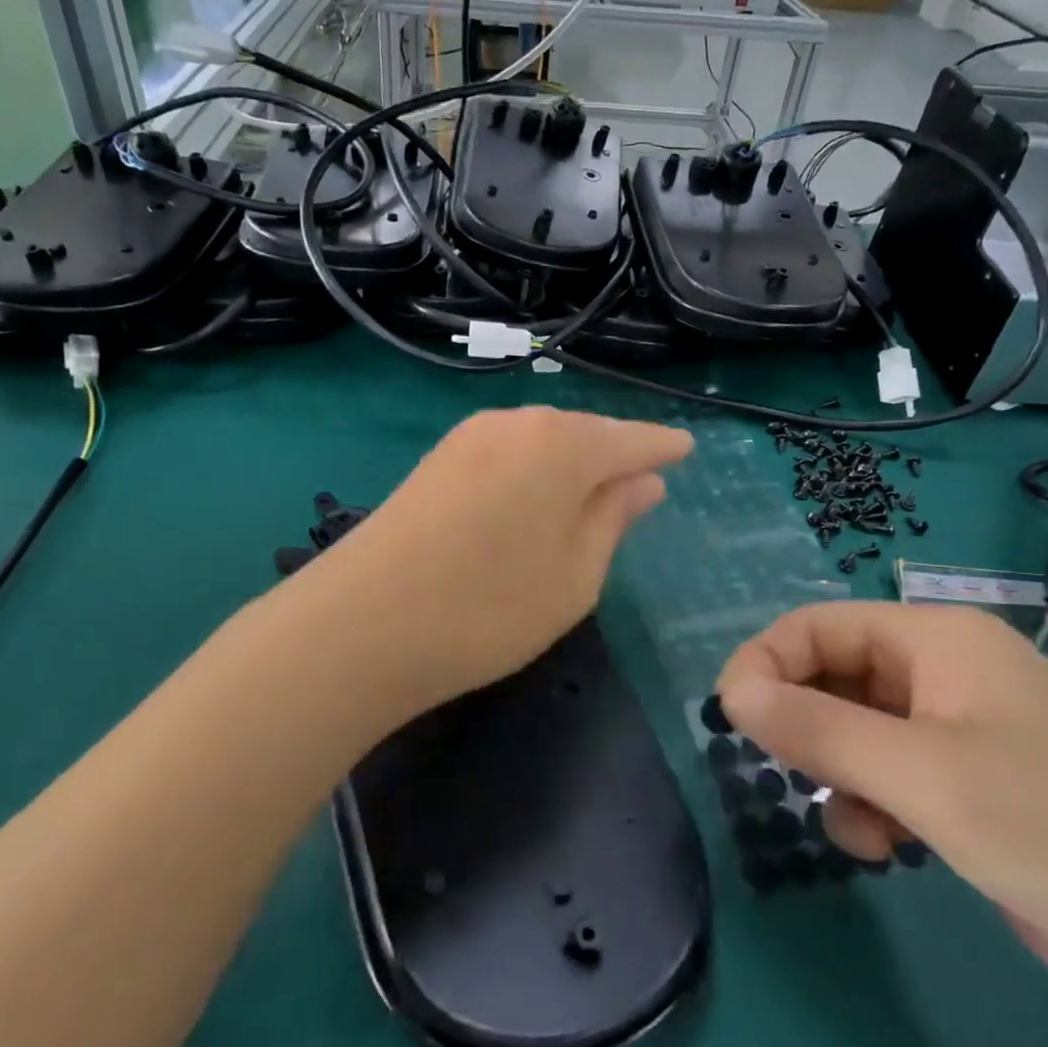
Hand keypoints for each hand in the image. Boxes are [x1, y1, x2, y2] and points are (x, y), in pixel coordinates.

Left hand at [301, 407, 691, 715]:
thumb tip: (643, 479)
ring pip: (542, 439)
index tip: (687, 449)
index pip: (631, 439)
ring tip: (592, 489)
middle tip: (642, 477)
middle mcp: (517, 423)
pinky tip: (534, 494)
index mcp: (563, 446)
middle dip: (615, 452)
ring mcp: (470, 436)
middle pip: (584, 432)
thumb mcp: (574, 576)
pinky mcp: (437, 458)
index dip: (662, 446)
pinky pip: (508, 450)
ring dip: (571, 460)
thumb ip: (613, 518)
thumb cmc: (488, 608)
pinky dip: (533, 468)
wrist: (361, 623)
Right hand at [717, 603, 1047, 1013]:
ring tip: (859, 830)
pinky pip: (889, 774)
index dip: (766, 662)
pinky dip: (872, 805)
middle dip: (805, 727)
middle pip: (834, 676)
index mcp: (936, 639)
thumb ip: (818, 729)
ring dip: (838, 775)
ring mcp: (959, 730)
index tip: (731, 717)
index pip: (818, 625)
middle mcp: (943, 672)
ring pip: (856, 730)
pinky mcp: (971, 785)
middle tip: (788, 776)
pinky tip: (888, 849)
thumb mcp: (925, 775)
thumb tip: (730, 691)